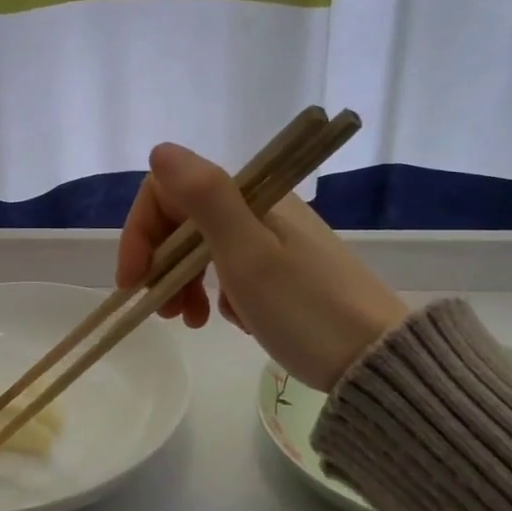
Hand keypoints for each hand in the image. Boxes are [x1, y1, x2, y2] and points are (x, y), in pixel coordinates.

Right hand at [116, 144, 408, 391]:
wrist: (377, 360)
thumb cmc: (305, 309)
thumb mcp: (248, 255)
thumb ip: (204, 198)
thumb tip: (161, 150)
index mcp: (251, 196)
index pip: (170, 190)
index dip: (141, 230)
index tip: (134, 280)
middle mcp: (261, 208)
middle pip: (185, 219)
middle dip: (162, 262)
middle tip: (163, 311)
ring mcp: (275, 238)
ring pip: (206, 247)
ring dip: (186, 282)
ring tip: (192, 323)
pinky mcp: (286, 269)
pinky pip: (233, 270)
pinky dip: (220, 295)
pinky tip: (232, 322)